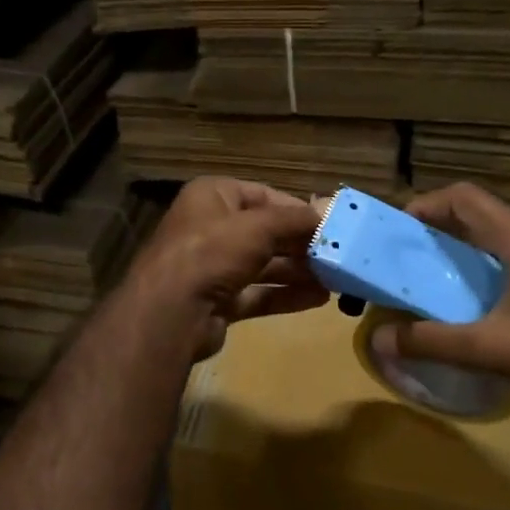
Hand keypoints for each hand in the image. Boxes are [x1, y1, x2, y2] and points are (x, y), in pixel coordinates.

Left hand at [122, 177, 326, 360]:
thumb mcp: (259, 227)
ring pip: (264, 265)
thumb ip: (295, 220)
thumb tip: (327, 212)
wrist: (171, 313)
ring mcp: (213, 267)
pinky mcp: (218, 301)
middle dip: (301, 245)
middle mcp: (210, 227)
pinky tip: (318, 300)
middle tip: (338, 255)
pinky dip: (285, 295)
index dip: (296, 209)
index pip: (262, 196)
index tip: (329, 223)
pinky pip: (258, 293)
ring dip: (298, 272)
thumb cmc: (212, 252)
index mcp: (212, 197)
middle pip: (265, 233)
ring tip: (335, 280)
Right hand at [370, 183, 509, 413]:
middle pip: (486, 215)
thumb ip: (430, 342)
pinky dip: (501, 265)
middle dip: (445, 229)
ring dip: (475, 248)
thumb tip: (380, 341)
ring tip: (449, 279)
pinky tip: (495, 303)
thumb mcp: (488, 348)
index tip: (401, 228)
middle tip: (416, 257)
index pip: (465, 197)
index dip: (427, 204)